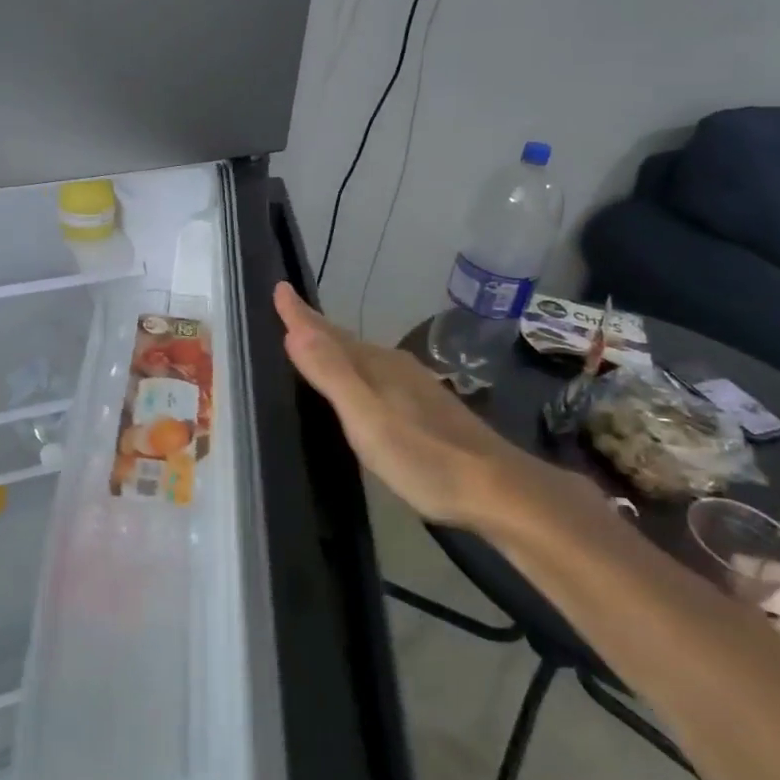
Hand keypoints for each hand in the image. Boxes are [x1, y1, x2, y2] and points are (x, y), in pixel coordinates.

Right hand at [273, 282, 524, 524]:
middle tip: (289, 313)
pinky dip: (357, 371)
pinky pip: (378, 376)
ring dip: (336, 348)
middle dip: (315, 327)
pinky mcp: (428, 409)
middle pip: (345, 341)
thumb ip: (332, 374)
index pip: (327, 333)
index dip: (300, 314)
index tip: (278, 288)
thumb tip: (293, 330)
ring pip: (363, 359)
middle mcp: (394, 367)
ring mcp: (415, 387)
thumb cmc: (426, 458)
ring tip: (315, 344)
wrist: (501, 491)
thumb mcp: (368, 419)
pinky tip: (362, 386)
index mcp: (376, 366)